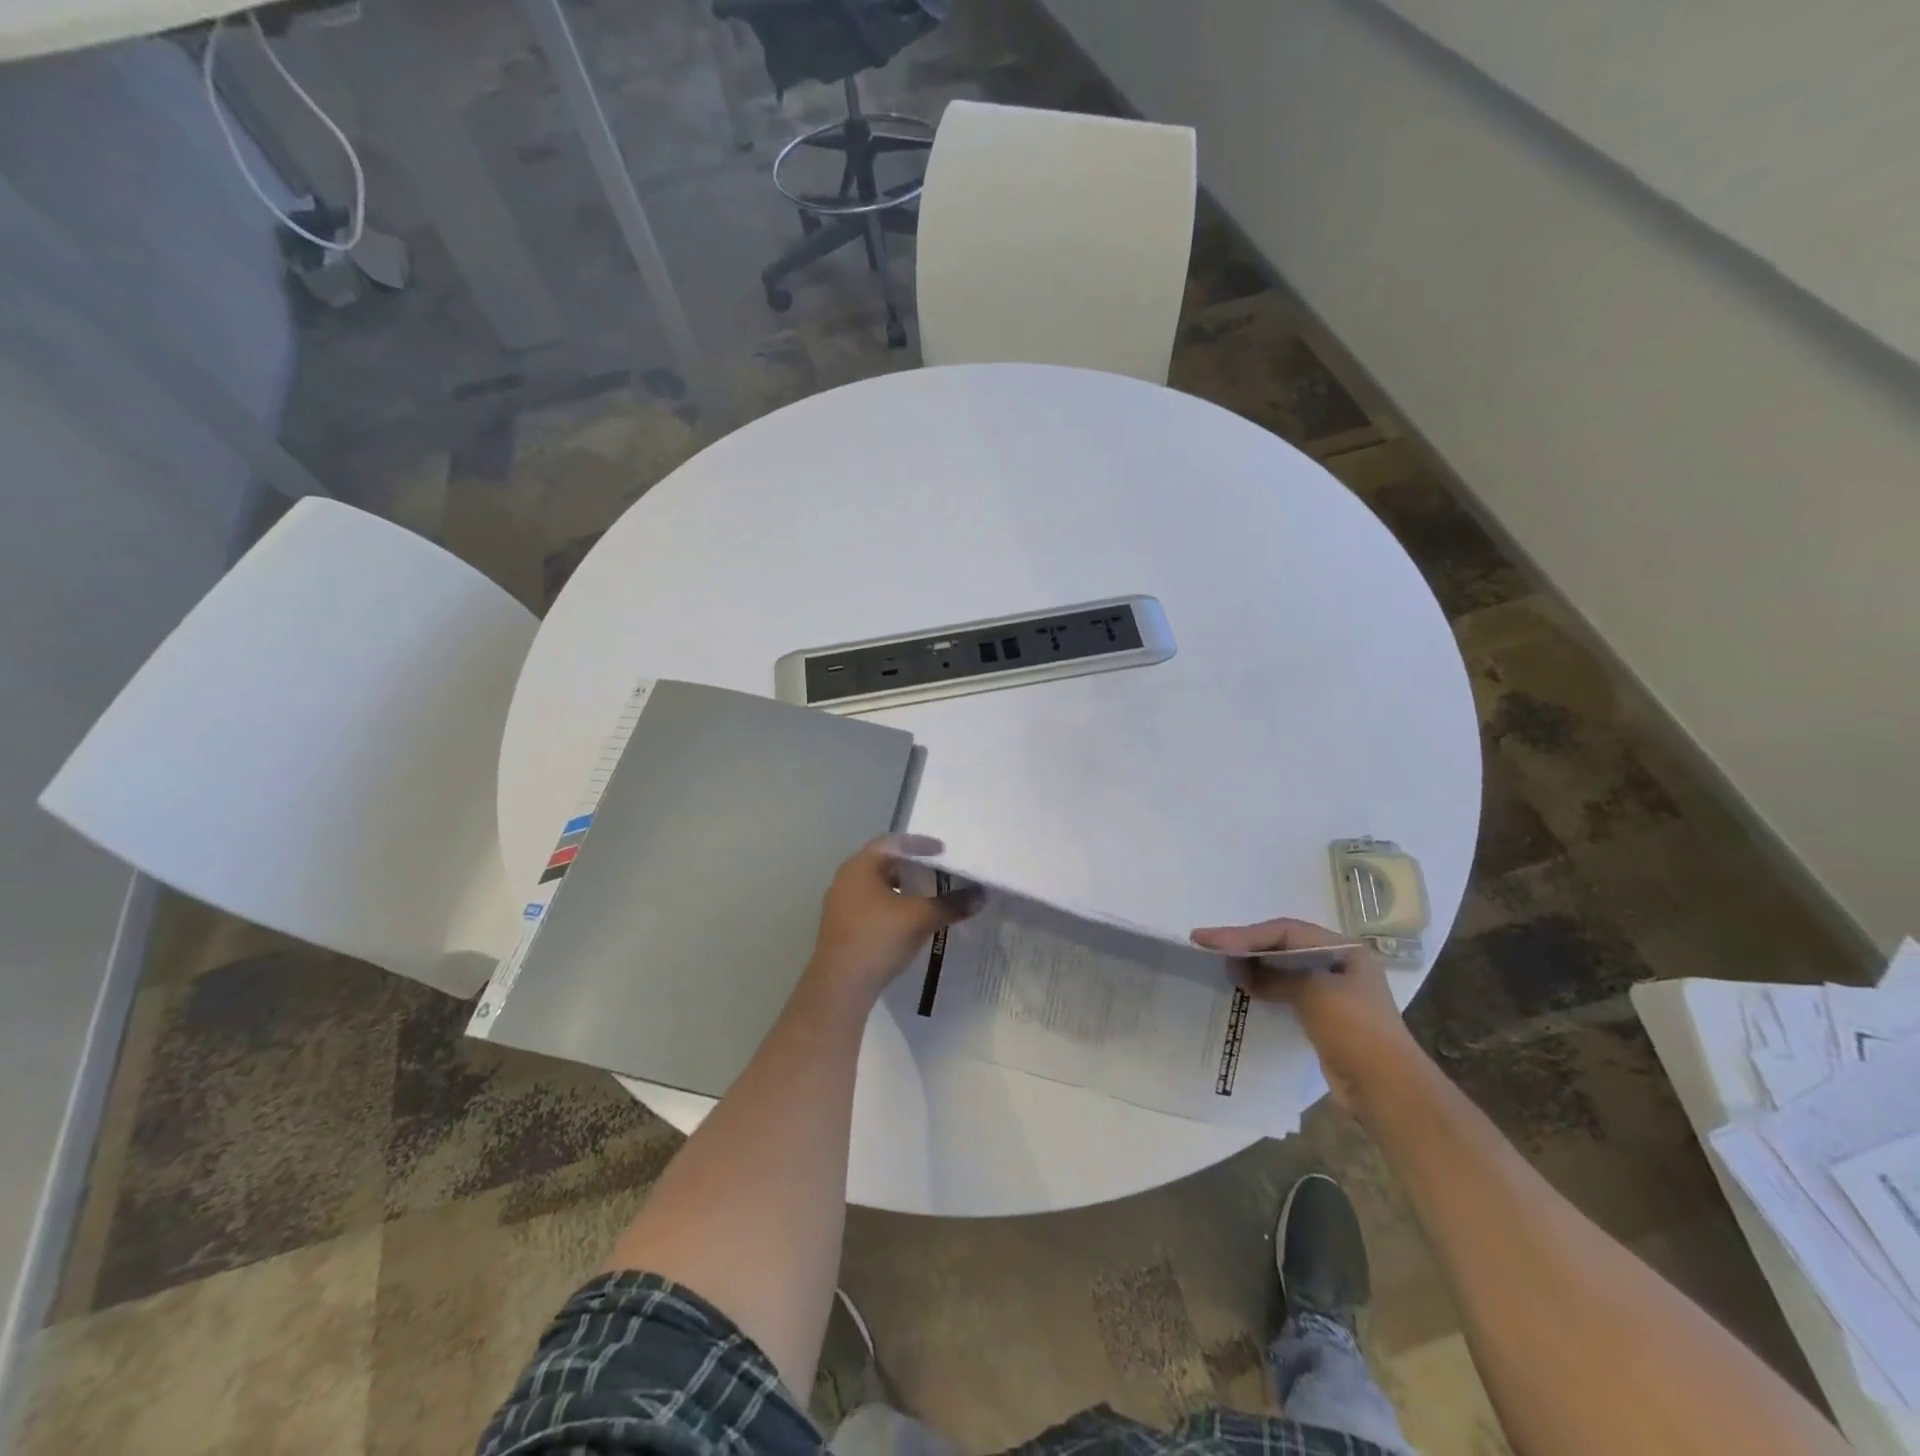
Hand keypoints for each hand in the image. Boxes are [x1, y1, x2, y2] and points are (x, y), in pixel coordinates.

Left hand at [806, 835, 982, 1004]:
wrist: (840, 987)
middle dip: (912, 866)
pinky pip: (871, 906)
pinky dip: (893, 906)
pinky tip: (909, 921)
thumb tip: (981, 894)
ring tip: (927, 896)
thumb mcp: (920, 918)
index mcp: (860, 866)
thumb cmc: (878, 938)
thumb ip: (951, 903)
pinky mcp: (842, 927)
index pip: (893, 842)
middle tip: (938, 871)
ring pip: (877, 886)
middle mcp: (846, 879)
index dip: (920, 843)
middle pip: (884, 862)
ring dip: (902, 888)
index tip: (943, 851)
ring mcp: (841, 904)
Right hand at [1190, 917, 1420, 1115]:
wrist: (1388, 1090)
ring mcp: (1332, 992)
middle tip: (1207, 945)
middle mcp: (1338, 964)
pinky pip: (1286, 993)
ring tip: (1220, 965)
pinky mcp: (1323, 1018)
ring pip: (1283, 969)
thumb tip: (1238, 968)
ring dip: (1252, 966)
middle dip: (1246, 945)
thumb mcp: (1314, 992)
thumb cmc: (1355, 1030)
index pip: (1285, 932)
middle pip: (1283, 946)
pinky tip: (1243, 990)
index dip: (1245, 933)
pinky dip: (1263, 988)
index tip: (1209, 939)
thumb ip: (1275, 975)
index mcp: (1344, 950)